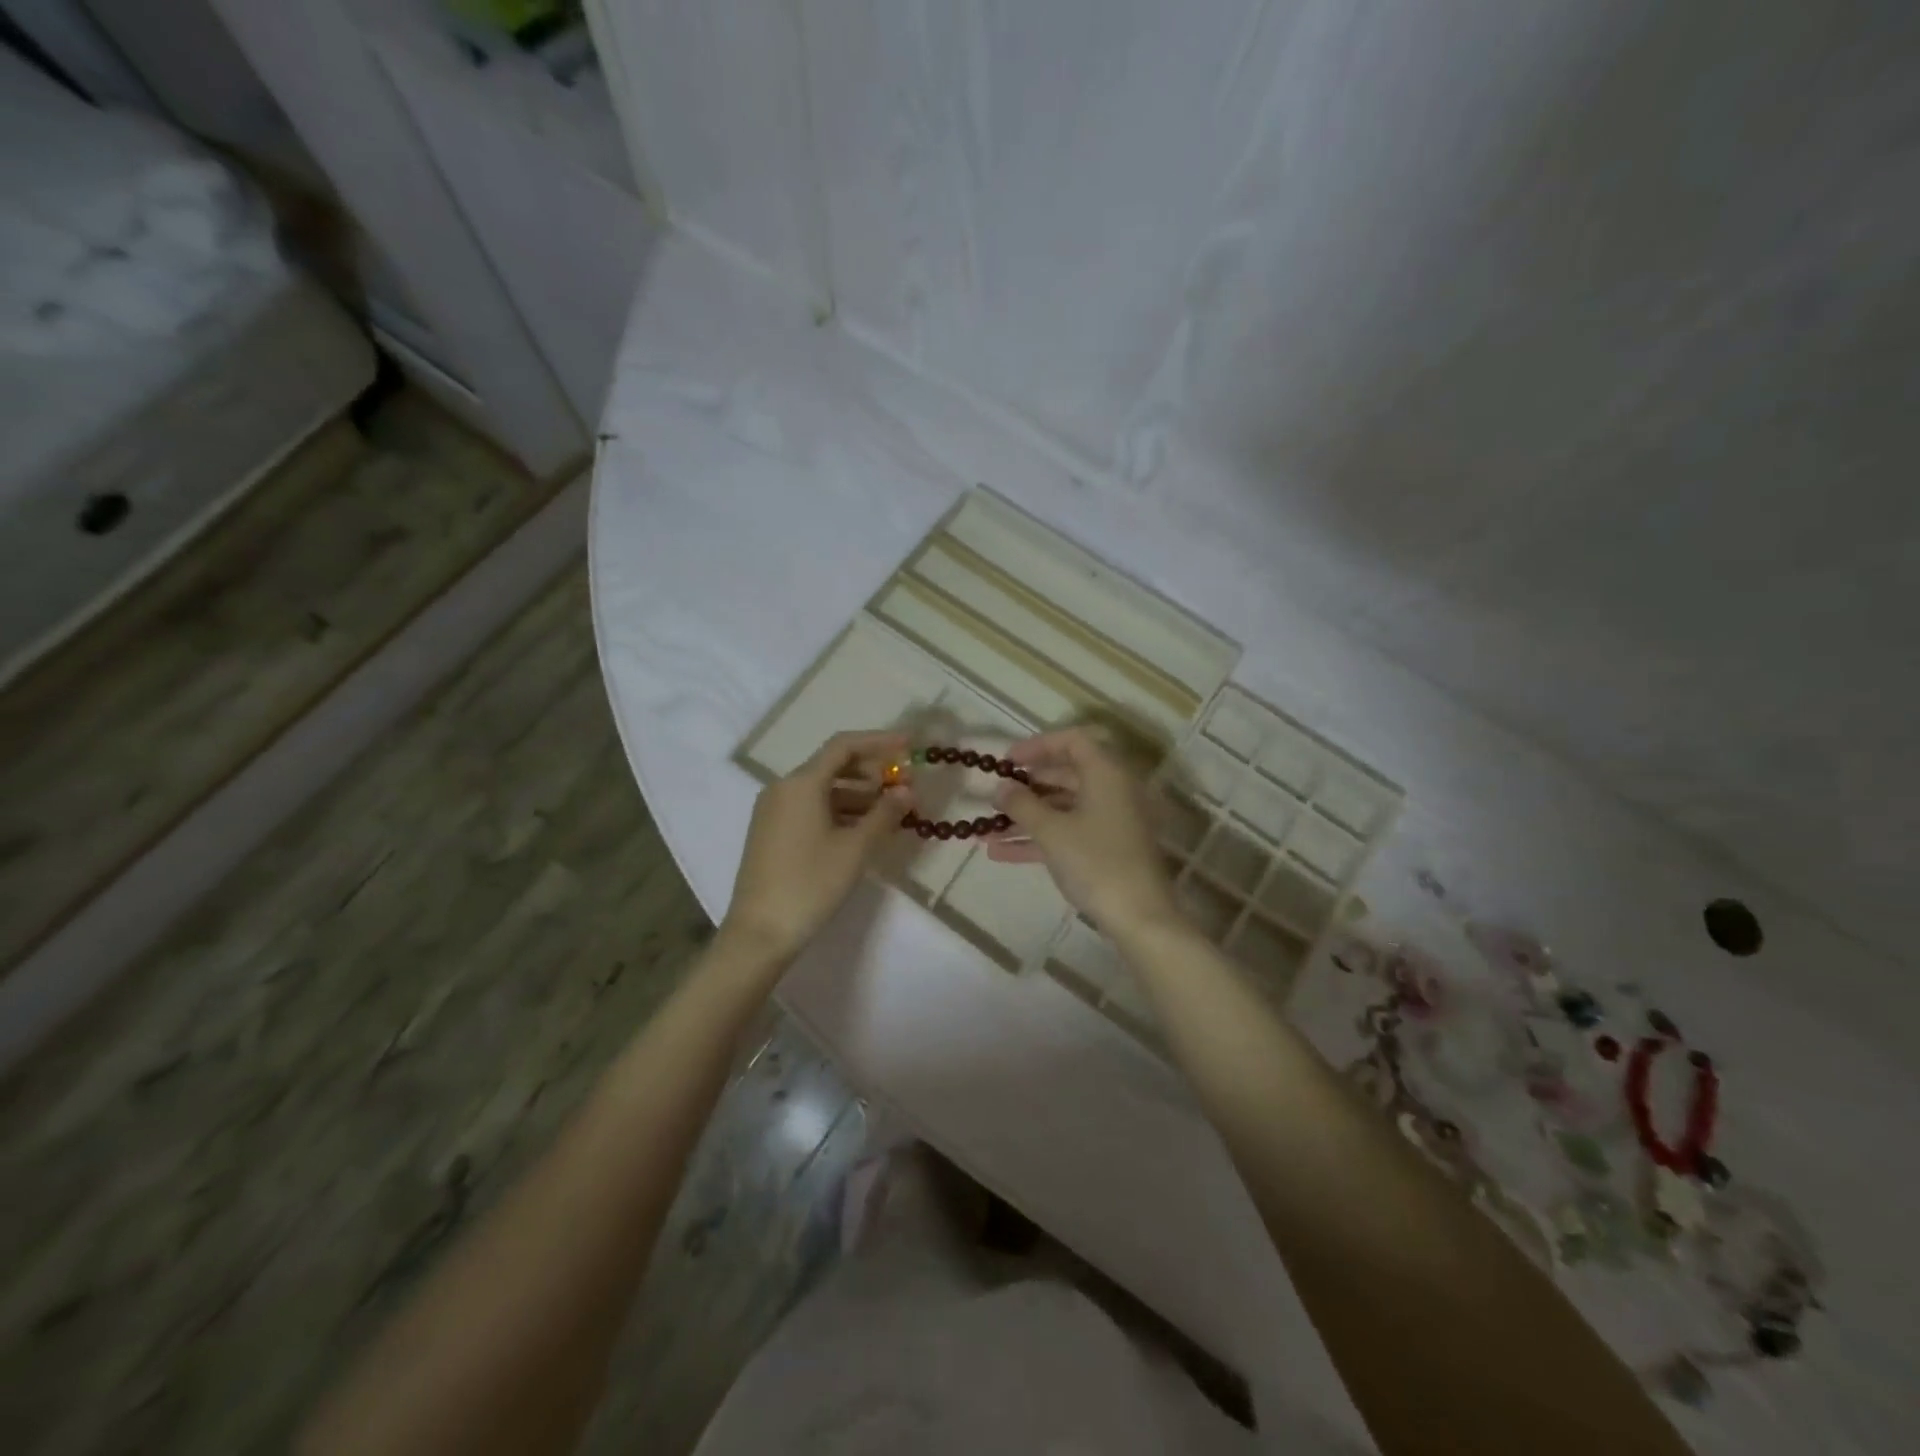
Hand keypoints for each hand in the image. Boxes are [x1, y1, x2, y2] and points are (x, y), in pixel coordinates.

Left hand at [723, 729, 910, 960]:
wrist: (760, 932)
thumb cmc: (810, 883)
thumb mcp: (855, 848)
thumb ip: (885, 813)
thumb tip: (907, 790)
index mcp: (801, 783)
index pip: (844, 746)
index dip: (879, 741)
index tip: (909, 745)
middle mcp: (783, 788)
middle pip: (833, 765)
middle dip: (872, 771)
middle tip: (905, 785)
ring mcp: (774, 810)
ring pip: (823, 789)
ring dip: (859, 794)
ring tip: (892, 811)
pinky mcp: (772, 832)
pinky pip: (811, 808)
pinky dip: (840, 811)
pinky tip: (864, 829)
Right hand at [986, 727, 1179, 936]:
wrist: (1139, 917)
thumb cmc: (1095, 862)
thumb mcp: (1052, 831)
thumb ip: (1022, 804)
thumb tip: (1001, 787)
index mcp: (1106, 773)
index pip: (1072, 741)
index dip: (1037, 746)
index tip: (1006, 762)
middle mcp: (1112, 790)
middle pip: (1065, 775)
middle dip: (1026, 787)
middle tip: (995, 796)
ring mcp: (1110, 821)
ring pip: (1063, 808)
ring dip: (1026, 817)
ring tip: (986, 830)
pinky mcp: (1107, 848)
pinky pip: (1068, 832)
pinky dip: (1039, 838)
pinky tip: (1001, 852)